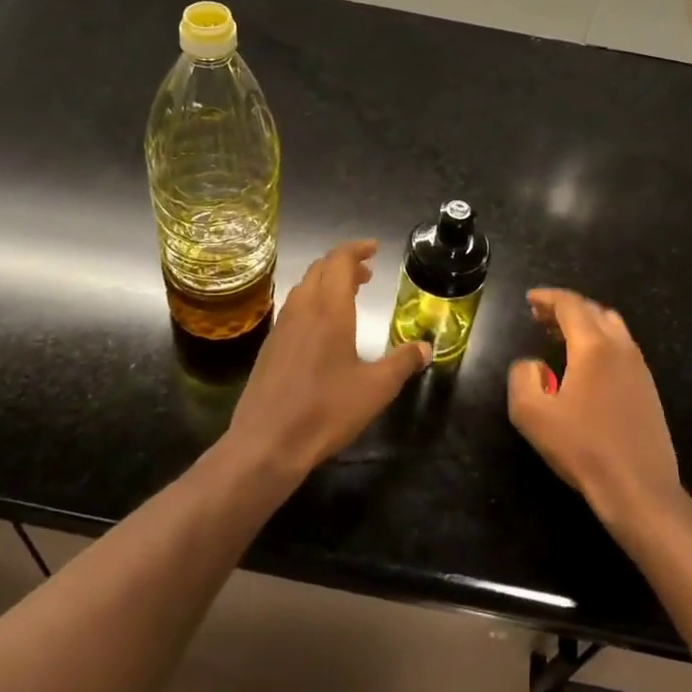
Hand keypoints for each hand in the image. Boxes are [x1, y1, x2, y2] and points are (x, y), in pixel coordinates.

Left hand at [221, 240, 429, 485]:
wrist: (267, 443)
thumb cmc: (326, 410)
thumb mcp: (376, 389)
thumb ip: (402, 363)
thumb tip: (425, 348)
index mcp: (329, 309)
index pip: (339, 260)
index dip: (356, 249)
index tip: (373, 249)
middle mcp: (302, 308)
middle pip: (320, 268)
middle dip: (344, 264)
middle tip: (366, 273)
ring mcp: (281, 326)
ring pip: (304, 287)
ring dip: (326, 281)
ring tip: (348, 295)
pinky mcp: (270, 345)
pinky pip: (293, 307)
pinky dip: (312, 301)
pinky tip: (322, 327)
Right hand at [508, 288, 680, 529]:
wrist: (639, 489)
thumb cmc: (583, 448)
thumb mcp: (532, 414)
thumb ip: (522, 377)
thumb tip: (533, 365)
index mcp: (593, 346)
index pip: (570, 305)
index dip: (547, 297)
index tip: (530, 300)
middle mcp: (621, 347)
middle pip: (593, 310)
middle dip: (565, 308)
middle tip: (540, 317)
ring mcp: (639, 368)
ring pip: (612, 327)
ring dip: (585, 323)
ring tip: (561, 337)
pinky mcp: (648, 389)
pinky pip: (622, 348)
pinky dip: (600, 342)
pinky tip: (586, 366)